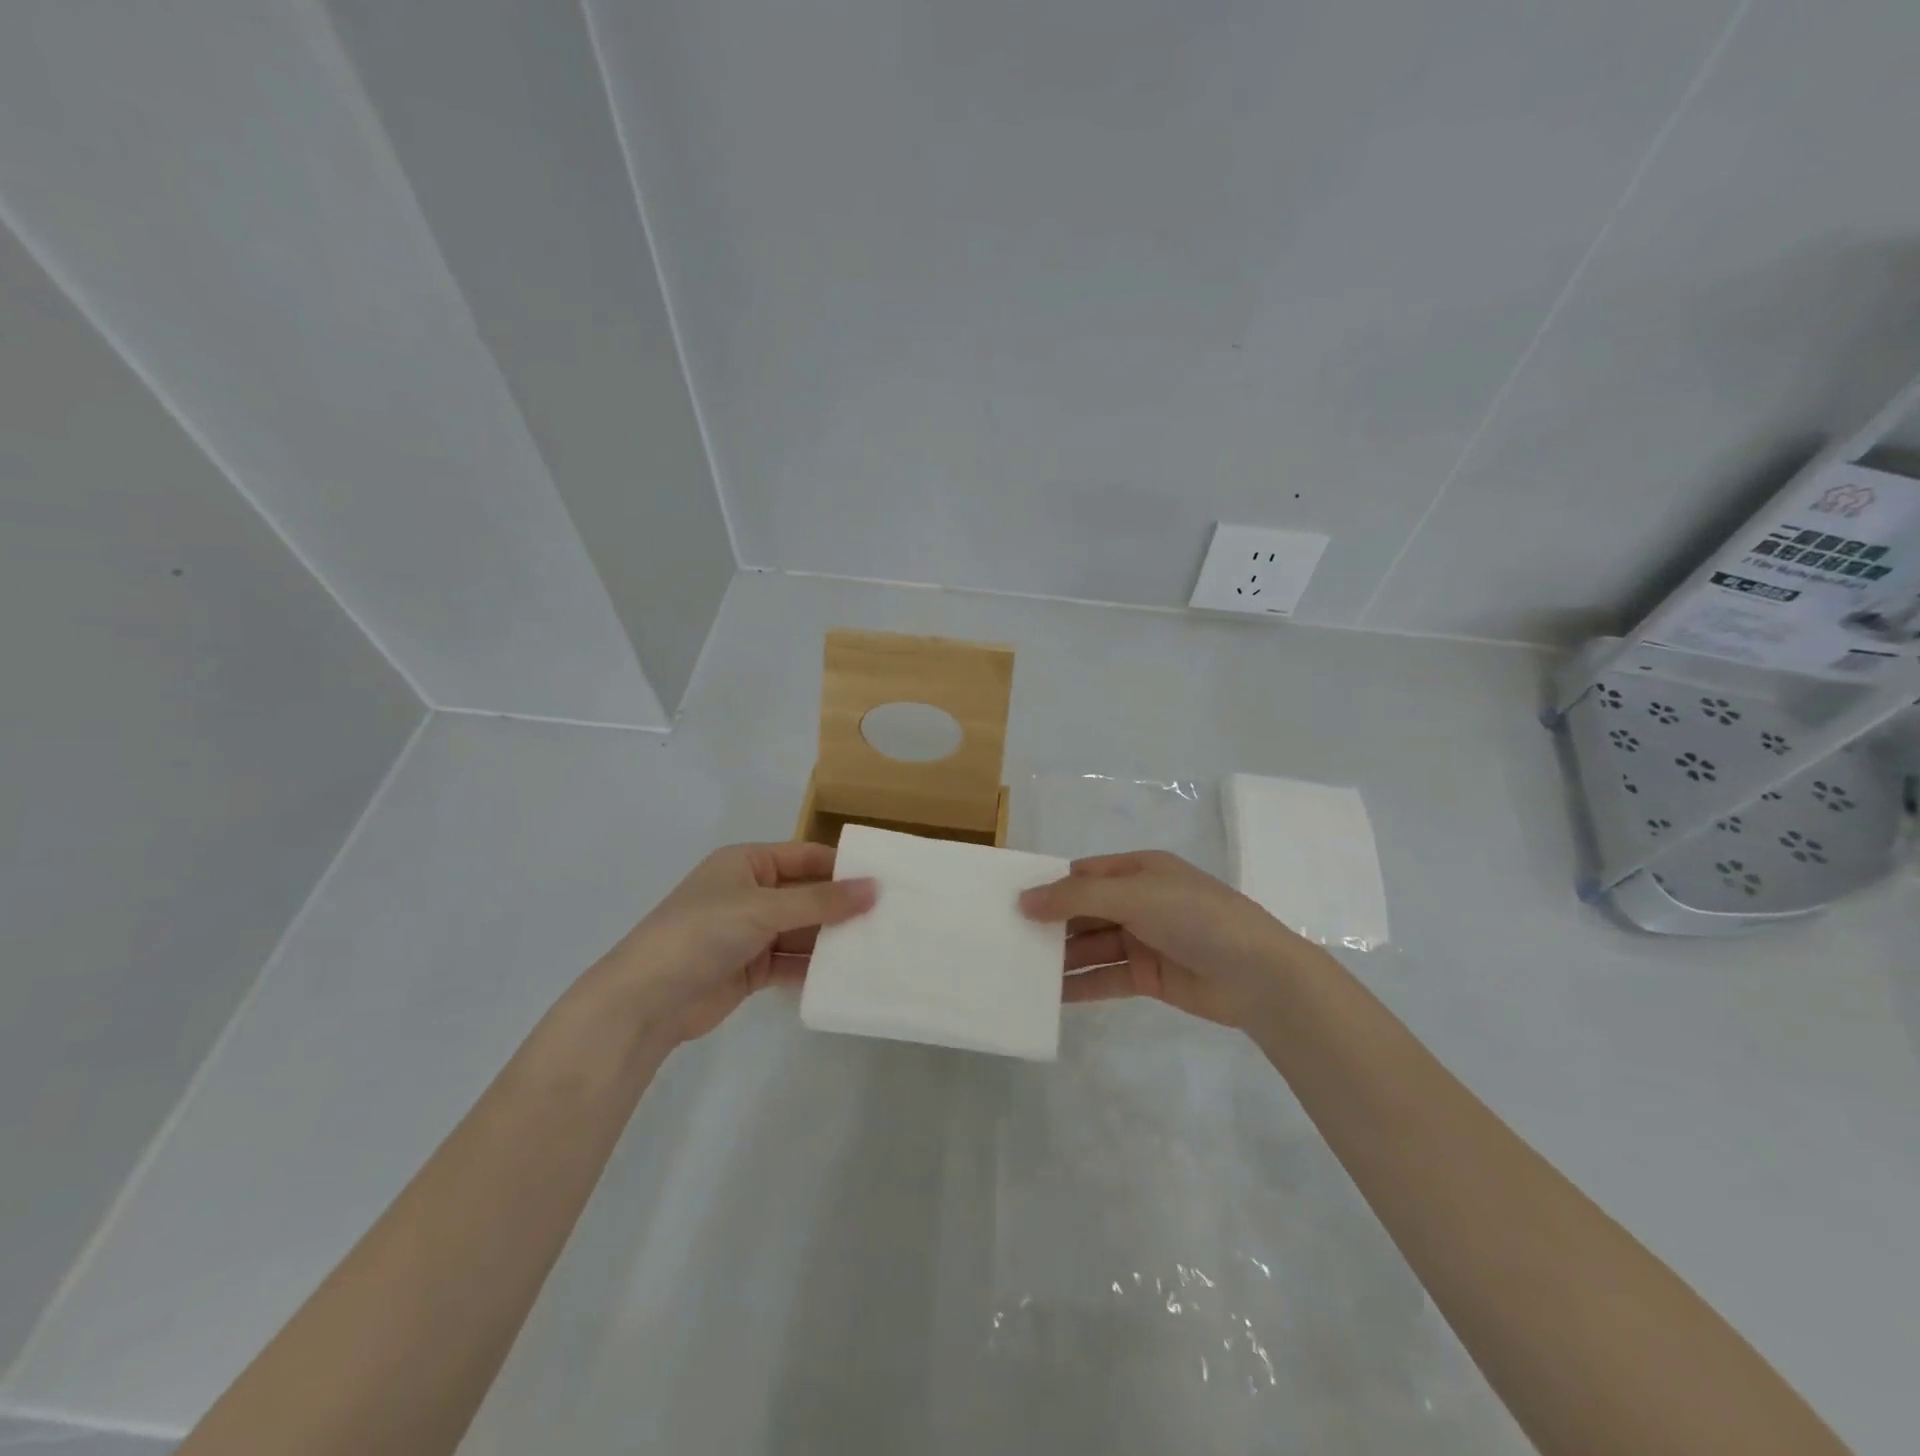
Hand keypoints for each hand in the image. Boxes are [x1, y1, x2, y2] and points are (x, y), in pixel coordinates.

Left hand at [591, 842, 875, 1048]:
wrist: (645, 1001)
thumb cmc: (703, 933)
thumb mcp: (764, 908)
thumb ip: (821, 901)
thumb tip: (875, 887)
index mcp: (747, 863)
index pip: (805, 856)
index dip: (842, 867)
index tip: (884, 880)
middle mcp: (750, 892)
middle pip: (807, 894)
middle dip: (842, 906)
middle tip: (890, 916)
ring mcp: (749, 932)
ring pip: (802, 930)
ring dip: (831, 939)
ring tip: (877, 946)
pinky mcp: (750, 968)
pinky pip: (791, 961)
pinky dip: (814, 967)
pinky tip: (846, 975)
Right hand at [1019, 850, 1315, 1030]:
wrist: (1259, 975)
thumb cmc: (1195, 917)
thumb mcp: (1134, 895)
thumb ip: (1077, 898)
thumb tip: (1024, 900)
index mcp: (1139, 870)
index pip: (1084, 874)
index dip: (1050, 886)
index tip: (1012, 902)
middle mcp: (1139, 900)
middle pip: (1084, 910)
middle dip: (1051, 924)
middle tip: (1007, 939)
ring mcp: (1145, 939)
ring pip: (1092, 945)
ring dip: (1062, 957)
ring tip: (1021, 970)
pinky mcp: (1150, 976)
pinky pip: (1106, 976)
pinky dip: (1081, 985)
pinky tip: (1051, 996)